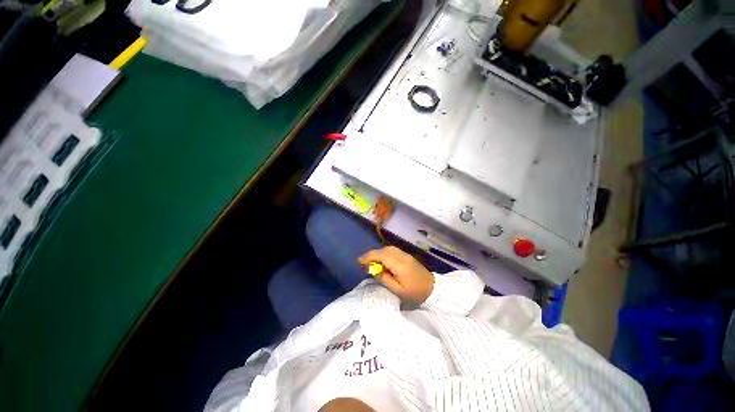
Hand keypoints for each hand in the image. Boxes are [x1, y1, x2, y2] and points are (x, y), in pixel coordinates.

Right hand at [358, 246, 433, 303]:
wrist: (434, 289)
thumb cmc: (415, 293)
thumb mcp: (398, 290)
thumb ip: (384, 278)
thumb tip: (373, 269)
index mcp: (399, 265)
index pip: (381, 255)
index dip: (369, 256)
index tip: (359, 261)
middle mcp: (402, 256)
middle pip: (384, 250)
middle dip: (372, 254)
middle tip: (364, 263)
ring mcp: (406, 255)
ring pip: (388, 248)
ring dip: (378, 253)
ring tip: (372, 262)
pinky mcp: (407, 256)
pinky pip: (393, 250)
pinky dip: (384, 253)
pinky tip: (382, 260)